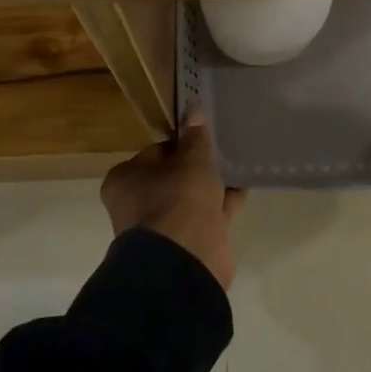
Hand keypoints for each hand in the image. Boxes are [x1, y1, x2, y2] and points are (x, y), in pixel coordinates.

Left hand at [101, 109, 246, 289]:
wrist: (185, 262)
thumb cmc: (178, 199)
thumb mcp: (191, 160)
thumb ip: (195, 137)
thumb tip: (193, 110)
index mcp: (126, 179)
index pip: (155, 152)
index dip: (180, 142)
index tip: (203, 135)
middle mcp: (139, 203)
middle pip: (173, 175)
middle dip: (197, 164)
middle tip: (222, 146)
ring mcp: (165, 226)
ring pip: (192, 197)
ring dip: (212, 184)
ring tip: (237, 161)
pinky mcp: (189, 243)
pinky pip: (208, 215)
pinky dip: (224, 202)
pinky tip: (244, 186)